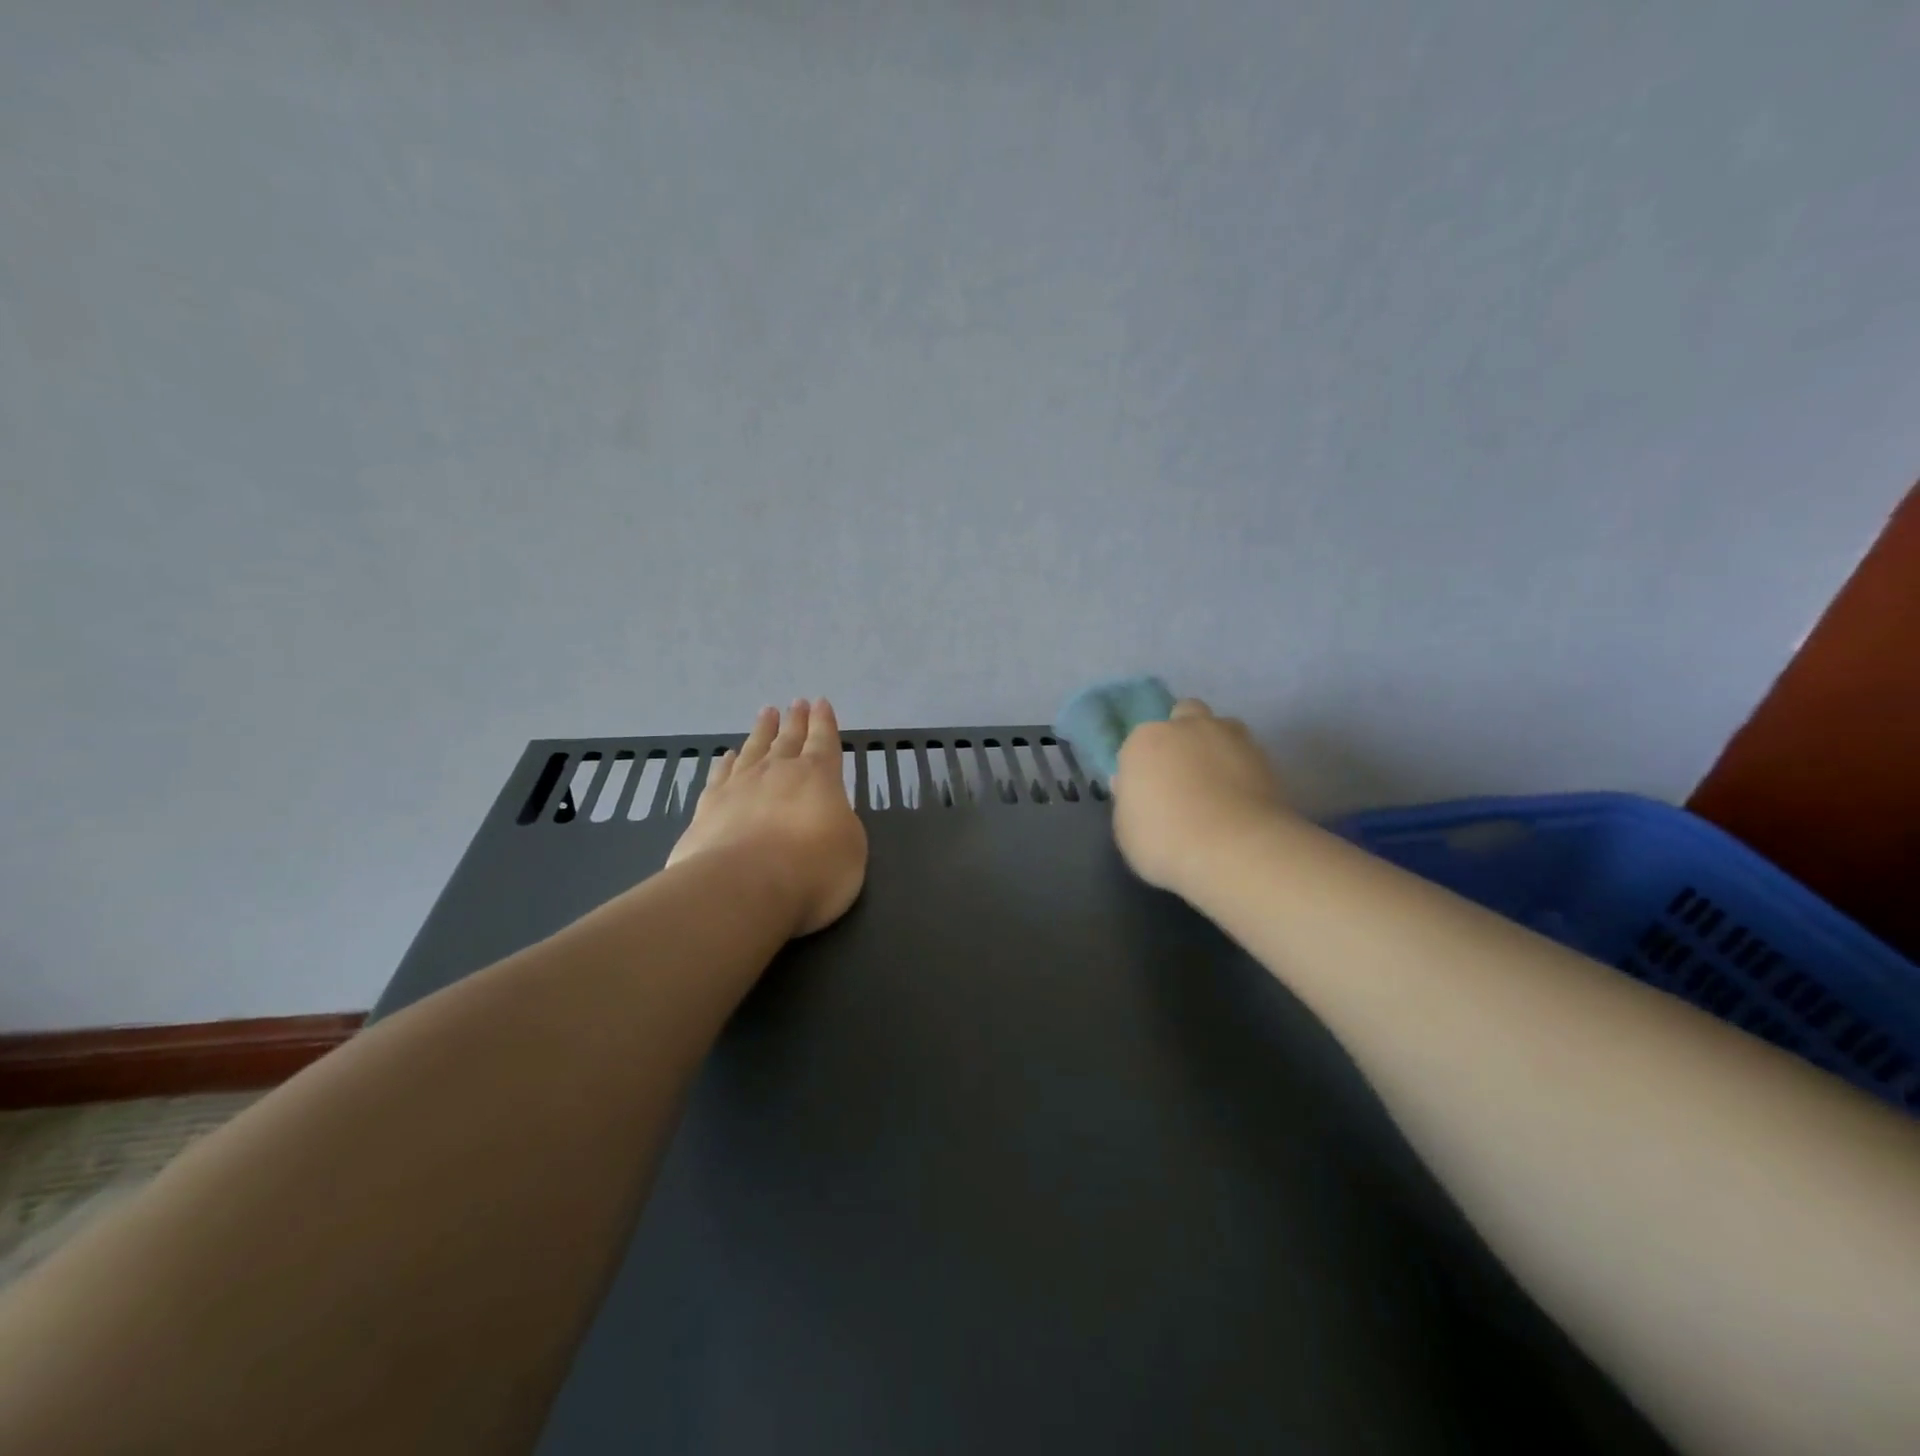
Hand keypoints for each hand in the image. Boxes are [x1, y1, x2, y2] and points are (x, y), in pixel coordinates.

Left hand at [668, 698, 867, 937]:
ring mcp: (739, 786)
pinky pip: (721, 775)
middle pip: (788, 739)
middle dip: (795, 721)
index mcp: (818, 777)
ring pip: (753, 749)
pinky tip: (728, 755)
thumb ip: (839, 823)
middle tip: (796, 703)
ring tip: (766, 714)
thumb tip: (825, 815)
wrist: (742, 888)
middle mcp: (778, 772)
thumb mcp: (851, 848)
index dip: (824, 722)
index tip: (820, 703)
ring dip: (761, 731)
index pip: (824, 741)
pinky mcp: (708, 807)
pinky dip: (726, 762)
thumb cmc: (813, 870)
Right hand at [1111, 699, 1292, 896]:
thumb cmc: (1165, 841)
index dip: (1143, 766)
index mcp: (1146, 740)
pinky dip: (1243, 771)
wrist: (1235, 851)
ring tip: (1218, 785)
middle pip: (1185, 716)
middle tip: (1183, 773)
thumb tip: (1135, 788)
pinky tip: (1240, 800)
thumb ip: (1130, 802)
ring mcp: (1232, 739)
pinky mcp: (1267, 759)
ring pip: (1223, 729)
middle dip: (1183, 735)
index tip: (1146, 792)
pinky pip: (1248, 757)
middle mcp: (1188, 728)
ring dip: (1217, 747)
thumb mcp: (1126, 830)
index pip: (1139, 743)